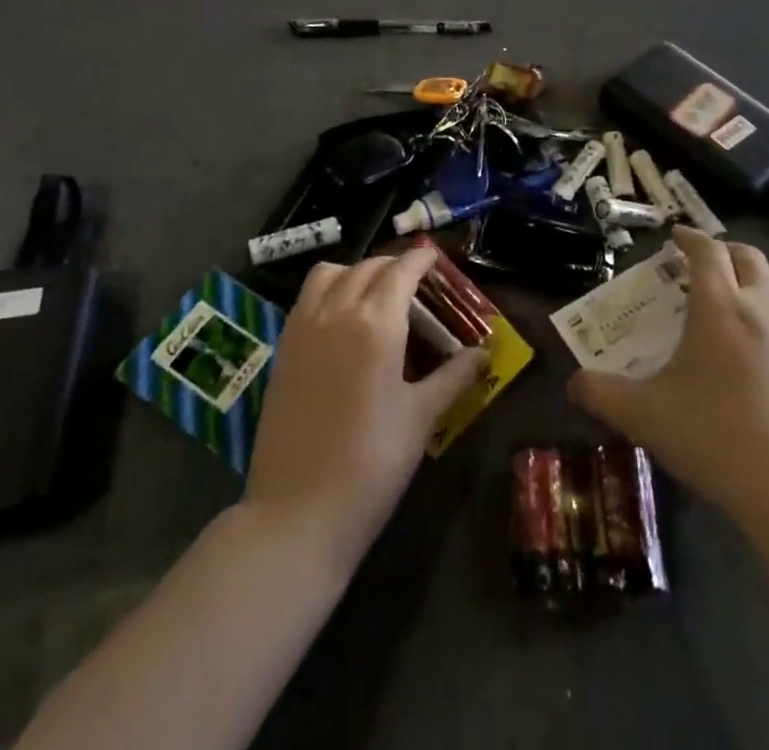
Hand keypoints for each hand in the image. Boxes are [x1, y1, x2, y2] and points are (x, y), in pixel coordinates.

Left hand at [243, 246, 487, 571]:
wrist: (298, 511)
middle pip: (367, 267)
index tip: (435, 256)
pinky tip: (342, 320)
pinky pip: (307, 298)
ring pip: (330, 273)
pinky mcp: (283, 347)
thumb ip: (454, 376)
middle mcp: (337, 310)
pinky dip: (328, 290)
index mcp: (376, 322)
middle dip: (393, 264)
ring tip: (375, 294)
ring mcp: (303, 326)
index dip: (420, 257)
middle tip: (414, 281)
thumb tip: (485, 353)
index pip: (401, 270)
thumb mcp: (421, 417)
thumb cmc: (372, 464)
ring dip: (355, 271)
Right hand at [568, 227, 768, 537]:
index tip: (677, 237)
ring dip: (765, 277)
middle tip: (707, 265)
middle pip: (750, 257)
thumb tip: (573, 383)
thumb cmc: (715, 441)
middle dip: (726, 251)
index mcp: (720, 307)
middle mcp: (766, 309)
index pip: (707, 250)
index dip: (690, 237)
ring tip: (748, 295)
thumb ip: (602, 394)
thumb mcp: (644, 416)